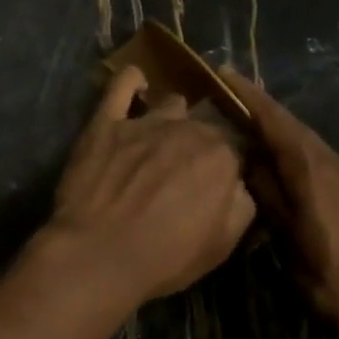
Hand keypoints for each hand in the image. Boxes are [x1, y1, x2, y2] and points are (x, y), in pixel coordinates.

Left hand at [44, 67, 255, 307]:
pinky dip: (132, 80)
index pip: (238, 147)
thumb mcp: (222, 245)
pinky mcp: (106, 121)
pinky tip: (136, 85)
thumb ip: (242, 205)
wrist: (96, 255)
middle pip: (205, 124)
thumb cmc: (164, 258)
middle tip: (188, 170)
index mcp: (222, 156)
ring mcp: (145, 121)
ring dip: (172, 118)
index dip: (230, 165)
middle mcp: (188, 129)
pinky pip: (122, 84)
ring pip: (171, 103)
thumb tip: (241, 184)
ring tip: (161, 138)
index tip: (220, 183)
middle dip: (202, 143)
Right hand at [219, 68, 338, 338]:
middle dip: (259, 105)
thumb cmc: (322, 277)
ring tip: (241, 115)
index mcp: (313, 170)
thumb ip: (264, 189)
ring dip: (273, 123)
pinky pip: (312, 152)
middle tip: (224, 92)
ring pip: (302, 137)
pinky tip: (270, 150)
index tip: (223, 74)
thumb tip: (245, 155)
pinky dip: (287, 142)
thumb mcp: (284, 235)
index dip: (249, 96)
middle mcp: (332, 162)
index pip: (276, 121)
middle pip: (291, 123)